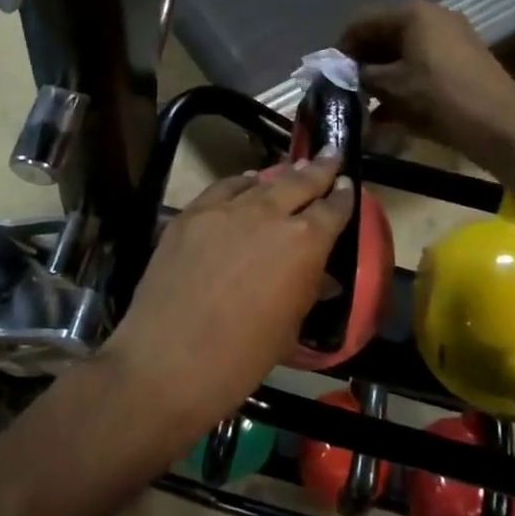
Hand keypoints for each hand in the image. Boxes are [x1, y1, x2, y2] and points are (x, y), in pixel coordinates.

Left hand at [103, 158, 353, 445]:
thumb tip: (319, 276)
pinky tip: (246, 183)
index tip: (347, 187)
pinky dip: (241, 183)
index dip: (343, 197)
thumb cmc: (240, 358)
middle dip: (319, 169)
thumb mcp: (289, 328)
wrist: (167, 360)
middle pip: (300, 181)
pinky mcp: (191, 213)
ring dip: (281, 175)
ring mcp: (226, 209)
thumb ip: (306, 290)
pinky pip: (223, 188)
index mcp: (304, 243)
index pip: (333, 209)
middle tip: (330, 155)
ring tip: (292, 168)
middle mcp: (269, 214)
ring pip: (261, 181)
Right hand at [341, 0, 514, 166]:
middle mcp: (433, 16)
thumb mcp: (390, 86)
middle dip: (363, 63)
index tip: (330, 75)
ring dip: (382, 77)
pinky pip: (422, 65)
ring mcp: (452, 38)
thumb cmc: (438, 98)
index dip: (342, 48)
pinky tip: (389, 114)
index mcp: (412, 13)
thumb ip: (361, 74)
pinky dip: (404, 84)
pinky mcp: (463, 60)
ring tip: (365, 105)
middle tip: (347, 90)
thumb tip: (343, 72)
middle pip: (384, 35)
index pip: (363, 22)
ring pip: (403, 53)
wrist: (501, 127)